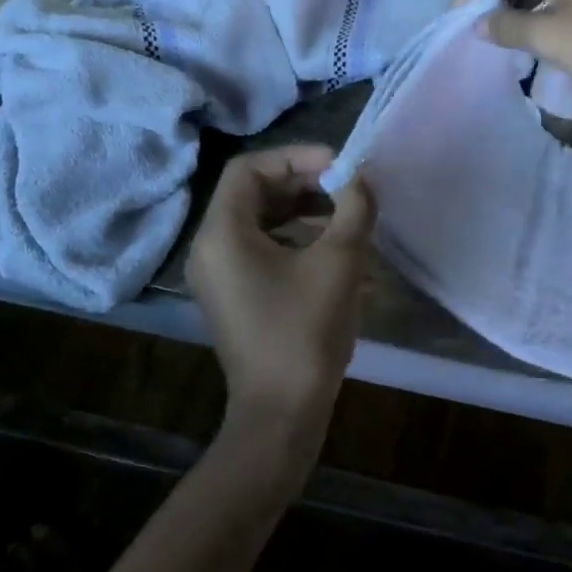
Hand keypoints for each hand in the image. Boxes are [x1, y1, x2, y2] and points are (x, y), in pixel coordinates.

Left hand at [186, 144, 375, 471]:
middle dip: (302, 182)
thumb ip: (353, 209)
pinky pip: (259, 248)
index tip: (339, 166)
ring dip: (300, 208)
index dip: (296, 158)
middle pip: (252, 193)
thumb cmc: (304, 333)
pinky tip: (329, 246)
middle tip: (346, 186)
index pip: (249, 169)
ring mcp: (218, 275)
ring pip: (257, 221)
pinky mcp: (233, 296)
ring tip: (343, 211)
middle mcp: (209, 248)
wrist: (281, 413)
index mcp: (222, 234)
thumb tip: (362, 178)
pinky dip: (292, 237)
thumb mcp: (338, 263)